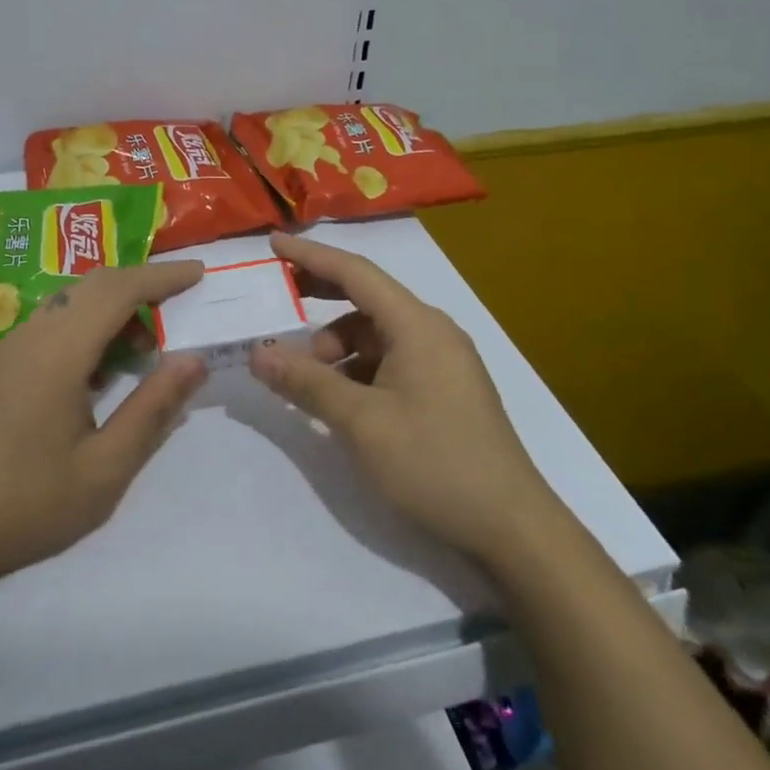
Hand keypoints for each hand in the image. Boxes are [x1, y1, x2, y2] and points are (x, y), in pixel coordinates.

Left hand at [0, 261, 207, 592]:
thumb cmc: (26, 503)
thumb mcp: (104, 468)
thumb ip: (152, 408)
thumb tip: (194, 360)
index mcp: (60, 350)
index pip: (120, 289)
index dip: (163, 277)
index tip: (200, 274)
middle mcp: (33, 333)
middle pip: (94, 284)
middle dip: (141, 285)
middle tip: (181, 306)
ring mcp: (9, 347)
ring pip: (70, 302)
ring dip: (112, 308)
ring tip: (145, 348)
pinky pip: (51, 323)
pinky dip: (87, 326)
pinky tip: (100, 371)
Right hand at [250, 233, 549, 555]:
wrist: (512, 528)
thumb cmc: (435, 463)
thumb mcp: (361, 422)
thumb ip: (306, 382)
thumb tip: (258, 353)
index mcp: (417, 325)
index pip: (355, 272)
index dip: (310, 255)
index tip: (272, 242)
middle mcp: (432, 331)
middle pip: (366, 297)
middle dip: (320, 294)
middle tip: (278, 298)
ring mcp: (442, 360)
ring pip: (376, 333)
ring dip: (337, 345)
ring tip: (308, 377)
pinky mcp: (444, 388)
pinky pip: (390, 359)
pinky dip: (358, 366)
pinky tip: (340, 397)